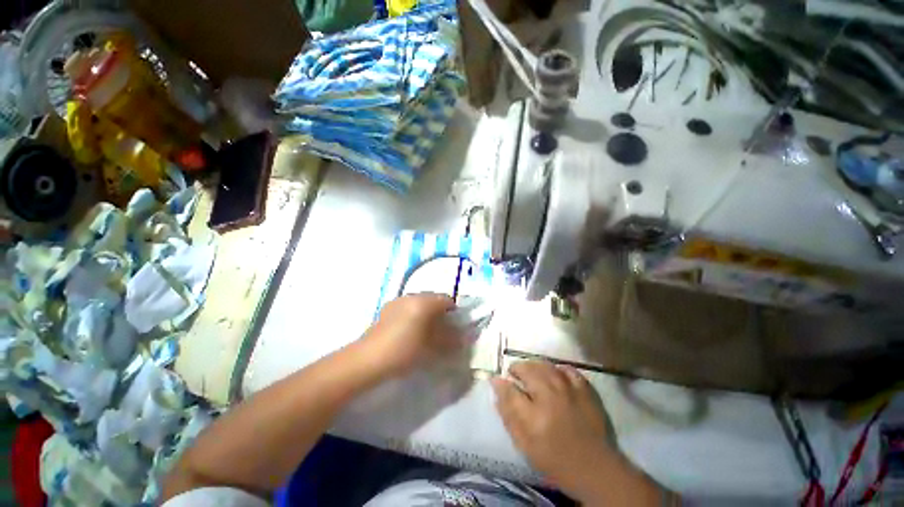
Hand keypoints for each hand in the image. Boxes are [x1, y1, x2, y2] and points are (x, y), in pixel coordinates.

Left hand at [361, 293, 461, 377]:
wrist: (368, 359)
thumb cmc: (404, 351)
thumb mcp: (431, 347)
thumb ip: (450, 340)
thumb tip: (463, 337)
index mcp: (424, 302)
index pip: (447, 299)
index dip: (454, 312)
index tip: (455, 327)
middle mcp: (411, 296)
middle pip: (433, 299)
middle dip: (440, 313)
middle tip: (442, 331)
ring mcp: (398, 300)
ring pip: (420, 302)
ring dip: (426, 313)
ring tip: (425, 332)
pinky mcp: (387, 308)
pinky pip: (407, 306)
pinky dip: (413, 314)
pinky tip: (409, 331)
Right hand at [492, 361, 614, 499]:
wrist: (595, 469)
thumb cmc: (554, 459)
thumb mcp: (524, 444)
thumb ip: (508, 414)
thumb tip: (497, 386)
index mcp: (534, 416)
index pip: (509, 390)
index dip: (500, 383)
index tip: (497, 380)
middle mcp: (551, 397)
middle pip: (527, 370)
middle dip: (517, 369)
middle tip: (515, 375)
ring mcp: (570, 391)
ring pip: (545, 365)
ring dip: (534, 366)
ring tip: (531, 373)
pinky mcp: (585, 390)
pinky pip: (567, 369)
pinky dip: (557, 369)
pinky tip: (554, 375)